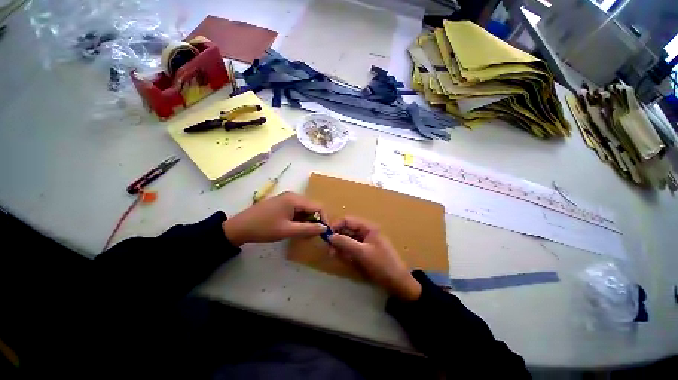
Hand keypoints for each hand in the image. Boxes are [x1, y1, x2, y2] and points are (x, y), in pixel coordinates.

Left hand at [222, 192, 326, 246]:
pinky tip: (294, 229)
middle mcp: (293, 196)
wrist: (238, 227)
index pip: (318, 207)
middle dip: (314, 221)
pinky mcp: (282, 204)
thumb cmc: (264, 228)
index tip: (323, 233)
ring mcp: (286, 199)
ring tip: (302, 235)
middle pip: (312, 208)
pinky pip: (296, 211)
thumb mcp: (287, 230)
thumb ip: (308, 229)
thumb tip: (324, 228)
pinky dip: (299, 220)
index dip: (323, 219)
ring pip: (304, 210)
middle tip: (311, 236)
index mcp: (295, 199)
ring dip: (306, 222)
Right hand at [328, 216, 421, 300]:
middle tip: (330, 250)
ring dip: (340, 247)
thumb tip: (329, 236)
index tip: (326, 236)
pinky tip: (343, 259)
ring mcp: (364, 243)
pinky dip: (345, 253)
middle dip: (337, 238)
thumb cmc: (382, 264)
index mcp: (368, 227)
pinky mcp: (363, 252)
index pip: (348, 220)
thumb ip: (345, 243)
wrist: (398, 283)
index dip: (336, 226)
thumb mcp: (362, 253)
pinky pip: (351, 249)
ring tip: (335, 255)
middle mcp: (365, 232)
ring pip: (347, 240)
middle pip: (346, 230)